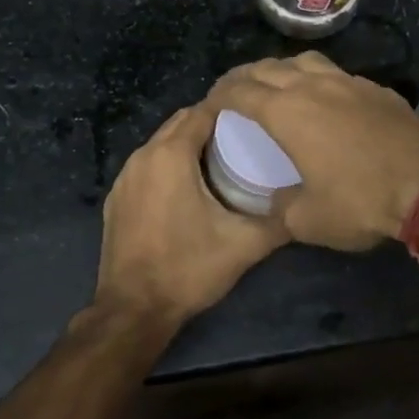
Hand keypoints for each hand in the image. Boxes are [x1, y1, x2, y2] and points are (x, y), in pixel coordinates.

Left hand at [94, 103, 288, 326]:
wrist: (133, 309)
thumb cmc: (188, 268)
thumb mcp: (243, 246)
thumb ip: (277, 222)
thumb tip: (303, 207)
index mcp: (170, 155)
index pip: (202, 112)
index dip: (228, 110)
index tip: (255, 120)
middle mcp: (143, 156)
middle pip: (179, 123)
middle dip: (209, 124)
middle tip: (243, 139)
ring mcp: (124, 177)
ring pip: (160, 144)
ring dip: (187, 145)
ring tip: (220, 162)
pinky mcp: (116, 198)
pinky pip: (146, 167)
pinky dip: (167, 166)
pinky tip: (187, 189)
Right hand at [207, 53, 418, 250]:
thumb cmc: (361, 201)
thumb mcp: (308, 220)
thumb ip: (281, 208)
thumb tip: (276, 201)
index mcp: (286, 112)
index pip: (240, 92)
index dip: (219, 95)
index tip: (209, 104)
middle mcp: (312, 86)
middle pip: (267, 68)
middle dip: (243, 77)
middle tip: (233, 91)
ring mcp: (348, 83)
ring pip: (303, 62)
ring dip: (280, 69)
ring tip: (275, 84)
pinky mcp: (376, 89)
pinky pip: (335, 74)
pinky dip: (316, 79)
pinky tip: (324, 98)